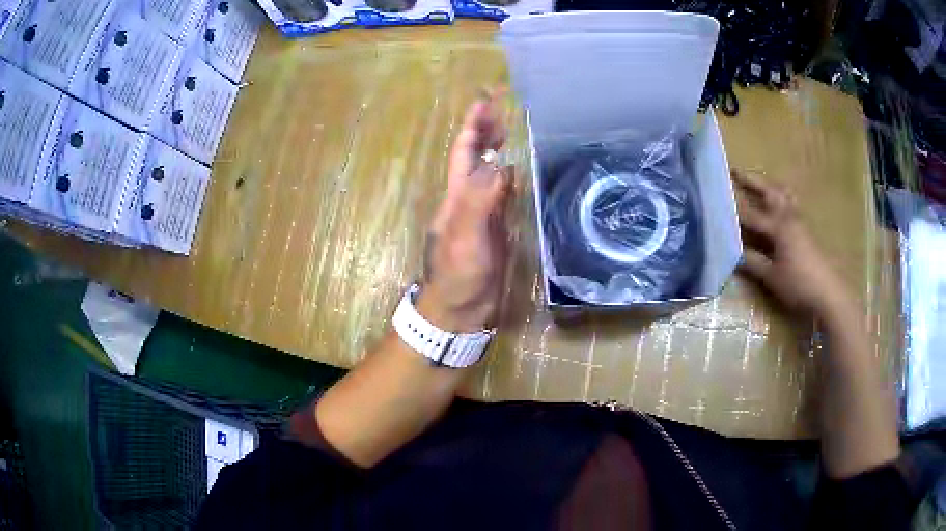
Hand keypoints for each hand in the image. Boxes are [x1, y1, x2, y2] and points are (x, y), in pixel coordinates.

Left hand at [417, 92, 513, 332]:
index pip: (464, 152)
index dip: (473, 126)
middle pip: (477, 156)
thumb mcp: (465, 235)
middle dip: (487, 129)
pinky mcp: (496, 227)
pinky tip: (520, 169)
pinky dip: (511, 175)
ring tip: (513, 128)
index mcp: (457, 195)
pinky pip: (504, 193)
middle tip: (502, 106)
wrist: (460, 308)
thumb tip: (498, 163)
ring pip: (490, 172)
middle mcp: (468, 197)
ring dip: (499, 149)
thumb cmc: (457, 273)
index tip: (485, 101)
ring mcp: (483, 212)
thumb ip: (479, 200)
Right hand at [734, 170, 851, 317]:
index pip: (750, 215)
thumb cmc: (799, 284)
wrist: (828, 292)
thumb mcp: (772, 277)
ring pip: (784, 195)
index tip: (717, 199)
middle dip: (752, 181)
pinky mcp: (806, 230)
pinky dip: (781, 198)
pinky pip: (792, 205)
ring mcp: (800, 222)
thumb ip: (753, 262)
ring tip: (759, 184)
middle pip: (770, 191)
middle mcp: (789, 217)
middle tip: (736, 172)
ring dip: (770, 186)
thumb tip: (734, 253)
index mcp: (778, 227)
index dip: (733, 209)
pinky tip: (777, 208)